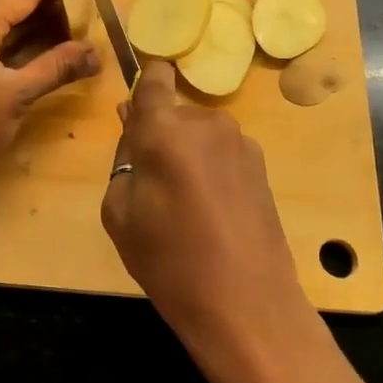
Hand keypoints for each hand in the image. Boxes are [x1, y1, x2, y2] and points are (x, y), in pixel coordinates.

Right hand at [100, 61, 320, 382]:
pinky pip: (222, 154)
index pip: (155, 76)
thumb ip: (124, 157)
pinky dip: (211, 171)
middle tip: (151, 184)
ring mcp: (241, 143)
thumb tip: (133, 124)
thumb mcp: (120, 212)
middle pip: (174, 113)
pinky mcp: (262, 167)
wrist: (246, 305)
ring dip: (187, 155)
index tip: (135, 112)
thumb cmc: (169, 261)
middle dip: (160, 136)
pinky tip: (212, 214)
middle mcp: (207, 123)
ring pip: (199, 134)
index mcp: (166, 129)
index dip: (144, 85)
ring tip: (184, 206)